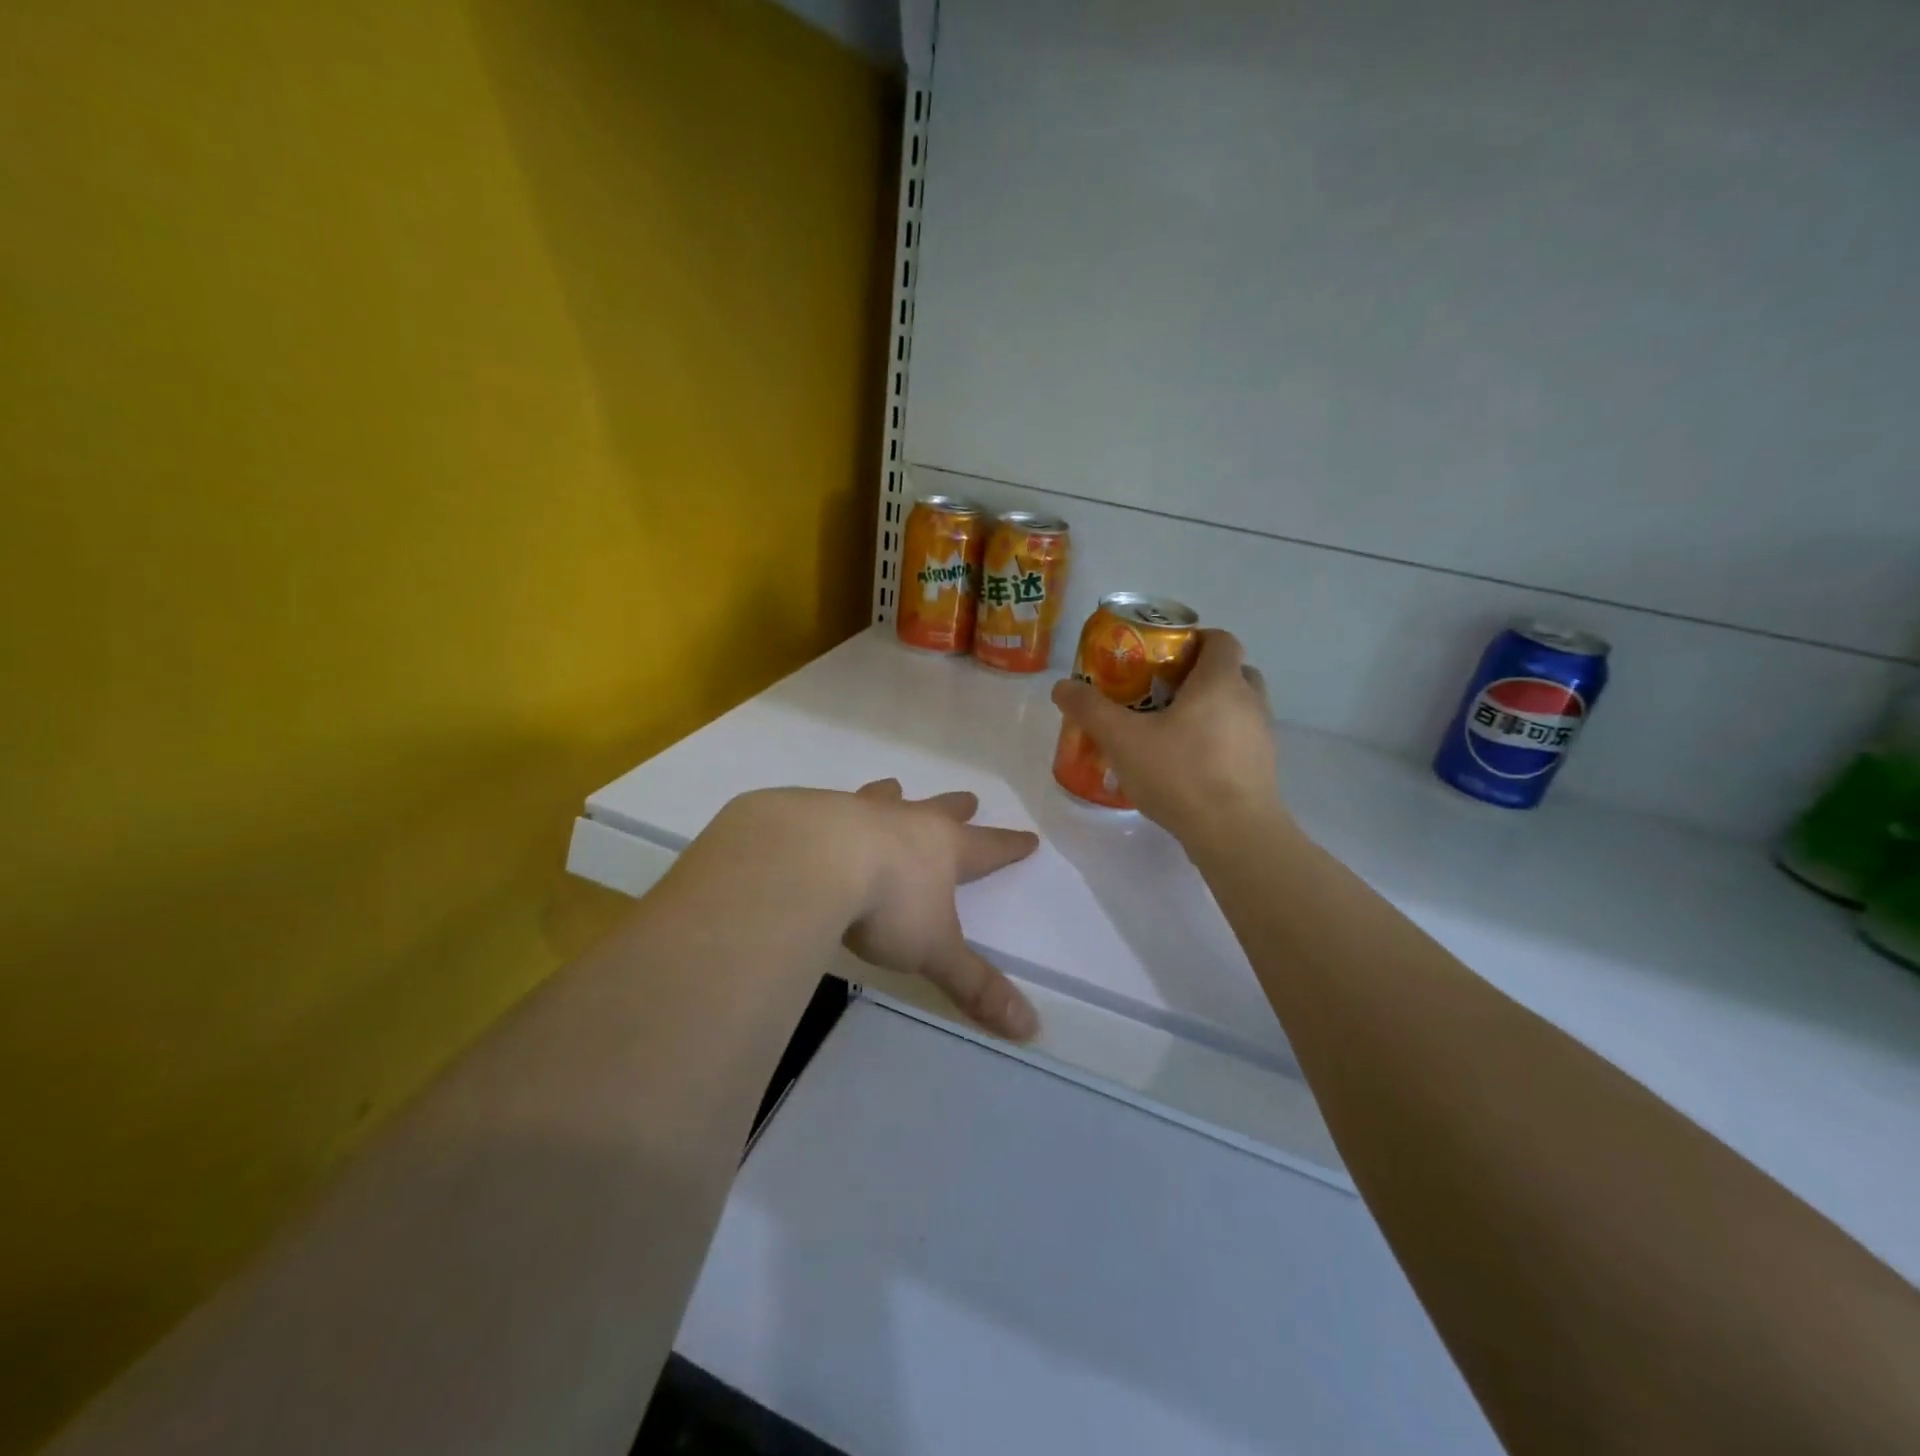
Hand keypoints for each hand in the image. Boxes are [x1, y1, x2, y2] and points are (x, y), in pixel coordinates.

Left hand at [835, 781, 1041, 1040]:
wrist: (813, 861)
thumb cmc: (886, 904)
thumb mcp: (934, 951)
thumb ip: (975, 986)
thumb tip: (1031, 1029)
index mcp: (943, 849)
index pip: (989, 848)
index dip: (1010, 847)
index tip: (1029, 838)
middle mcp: (907, 822)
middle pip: (941, 811)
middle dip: (957, 808)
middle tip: (969, 798)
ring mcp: (860, 811)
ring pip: (886, 799)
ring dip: (894, 796)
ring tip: (894, 787)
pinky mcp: (816, 812)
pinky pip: (832, 806)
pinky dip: (836, 810)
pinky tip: (822, 817)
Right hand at [1050, 628, 1285, 846]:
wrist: (1235, 834)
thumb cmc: (1181, 774)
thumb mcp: (1123, 740)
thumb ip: (1091, 710)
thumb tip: (1061, 687)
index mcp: (1221, 681)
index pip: (1220, 639)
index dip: (1194, 639)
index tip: (1162, 656)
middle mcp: (1250, 700)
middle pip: (1231, 671)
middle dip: (1199, 675)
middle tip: (1162, 691)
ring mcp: (1261, 736)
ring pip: (1237, 706)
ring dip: (1211, 708)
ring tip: (1171, 729)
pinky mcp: (1263, 767)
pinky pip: (1239, 738)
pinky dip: (1218, 739)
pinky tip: (1187, 764)